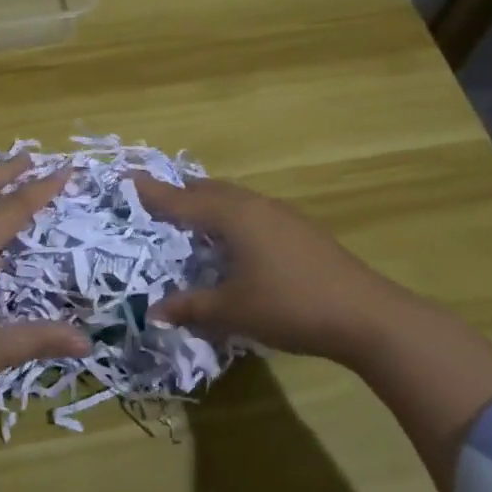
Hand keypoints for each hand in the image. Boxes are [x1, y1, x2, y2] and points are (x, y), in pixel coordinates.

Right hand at [129, 174, 409, 363]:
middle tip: (156, 201)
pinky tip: (235, 241)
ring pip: (235, 199)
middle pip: (210, 191)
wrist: (365, 314)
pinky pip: (253, 212)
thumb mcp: (232, 310)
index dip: (152, 192)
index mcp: (233, 217)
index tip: (126, 177)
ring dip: (210, 204)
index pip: (182, 200)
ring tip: (192, 219)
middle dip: (182, 193)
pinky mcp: (301, 230)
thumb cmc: (289, 305)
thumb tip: (154, 312)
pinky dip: (232, 217)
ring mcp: (282, 215)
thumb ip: (191, 306)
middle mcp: (255, 206)